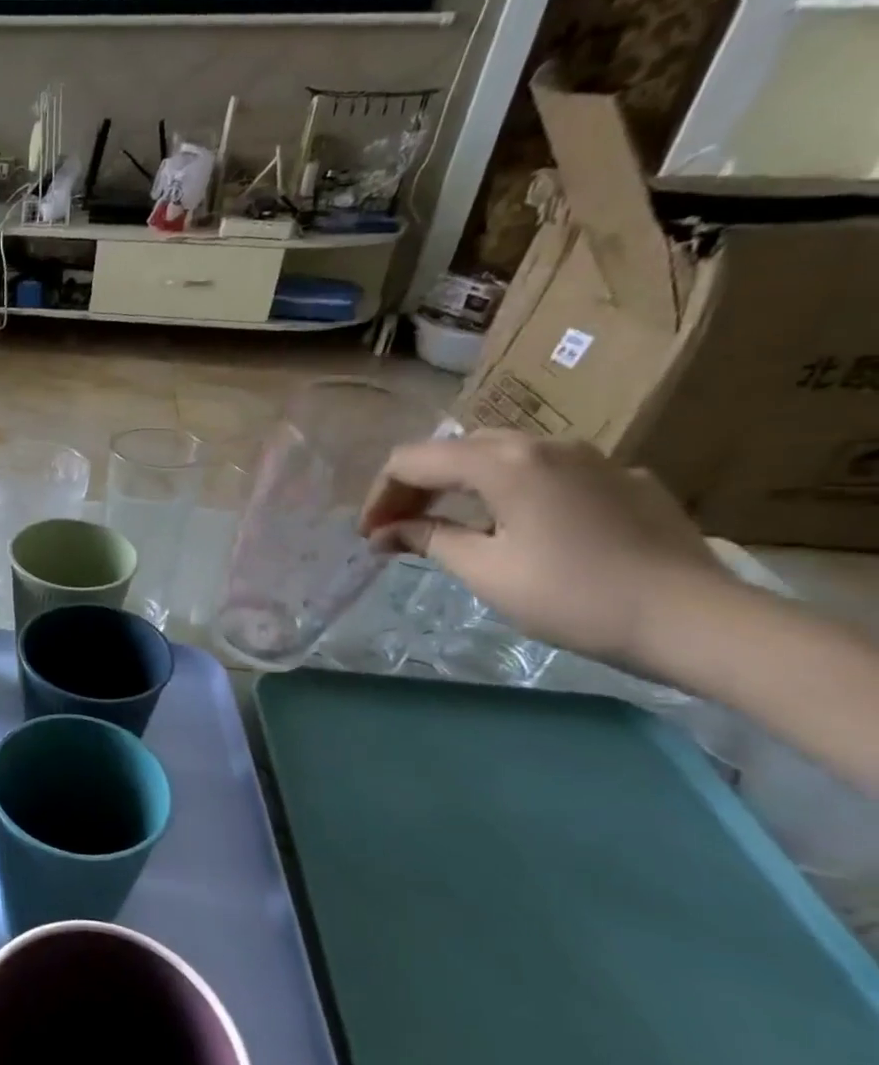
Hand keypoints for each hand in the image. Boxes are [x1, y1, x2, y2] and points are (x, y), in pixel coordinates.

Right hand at [360, 431, 732, 668]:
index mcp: (503, 463)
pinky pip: (547, 471)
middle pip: (455, 449)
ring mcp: (590, 458)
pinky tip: (516, 528)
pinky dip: (510, 490)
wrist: (695, 619)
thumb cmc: (572, 596)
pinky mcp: (622, 479)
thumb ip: (429, 539)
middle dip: (416, 486)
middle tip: (399, 529)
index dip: (380, 496)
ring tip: (448, 526)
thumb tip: (386, 532)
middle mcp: (544, 445)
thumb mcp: (484, 570)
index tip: (370, 536)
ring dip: (461, 485)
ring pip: (502, 455)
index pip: (413, 460)